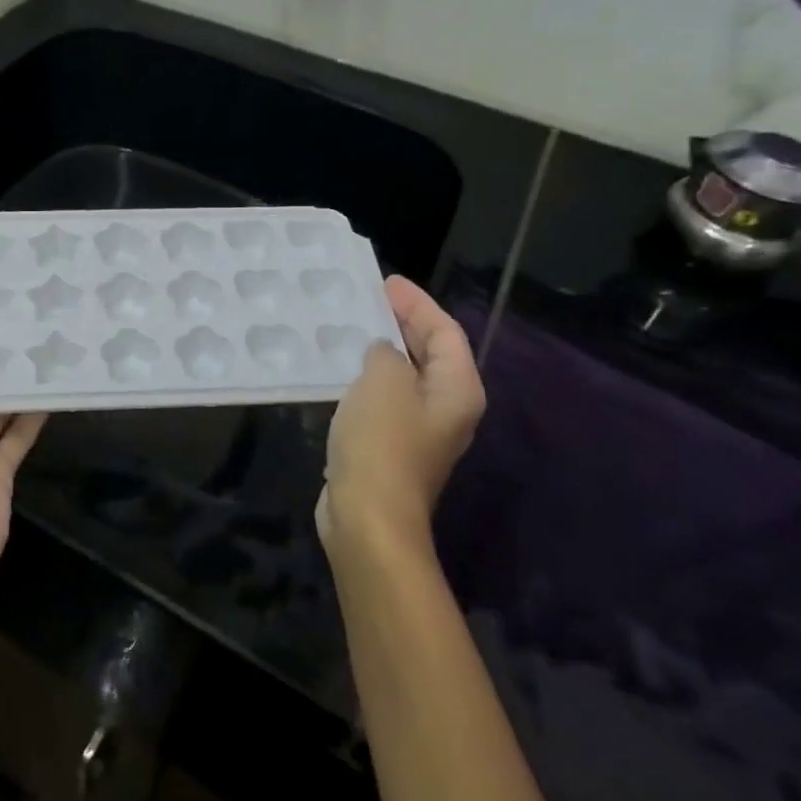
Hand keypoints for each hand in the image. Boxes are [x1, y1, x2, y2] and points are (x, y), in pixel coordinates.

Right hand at [318, 275, 484, 556]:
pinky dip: (369, 376)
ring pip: (406, 374)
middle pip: (431, 351)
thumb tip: (382, 353)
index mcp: (457, 389)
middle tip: (370, 297)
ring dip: (384, 349)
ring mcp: (420, 430)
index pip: (445, 331)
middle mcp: (446, 407)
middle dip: (403, 322)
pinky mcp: (392, 446)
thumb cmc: (382, 442)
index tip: (386, 282)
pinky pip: (385, 396)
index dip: (418, 303)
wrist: (368, 517)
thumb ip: (386, 353)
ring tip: (354, 325)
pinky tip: (343, 367)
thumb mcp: (383, 381)